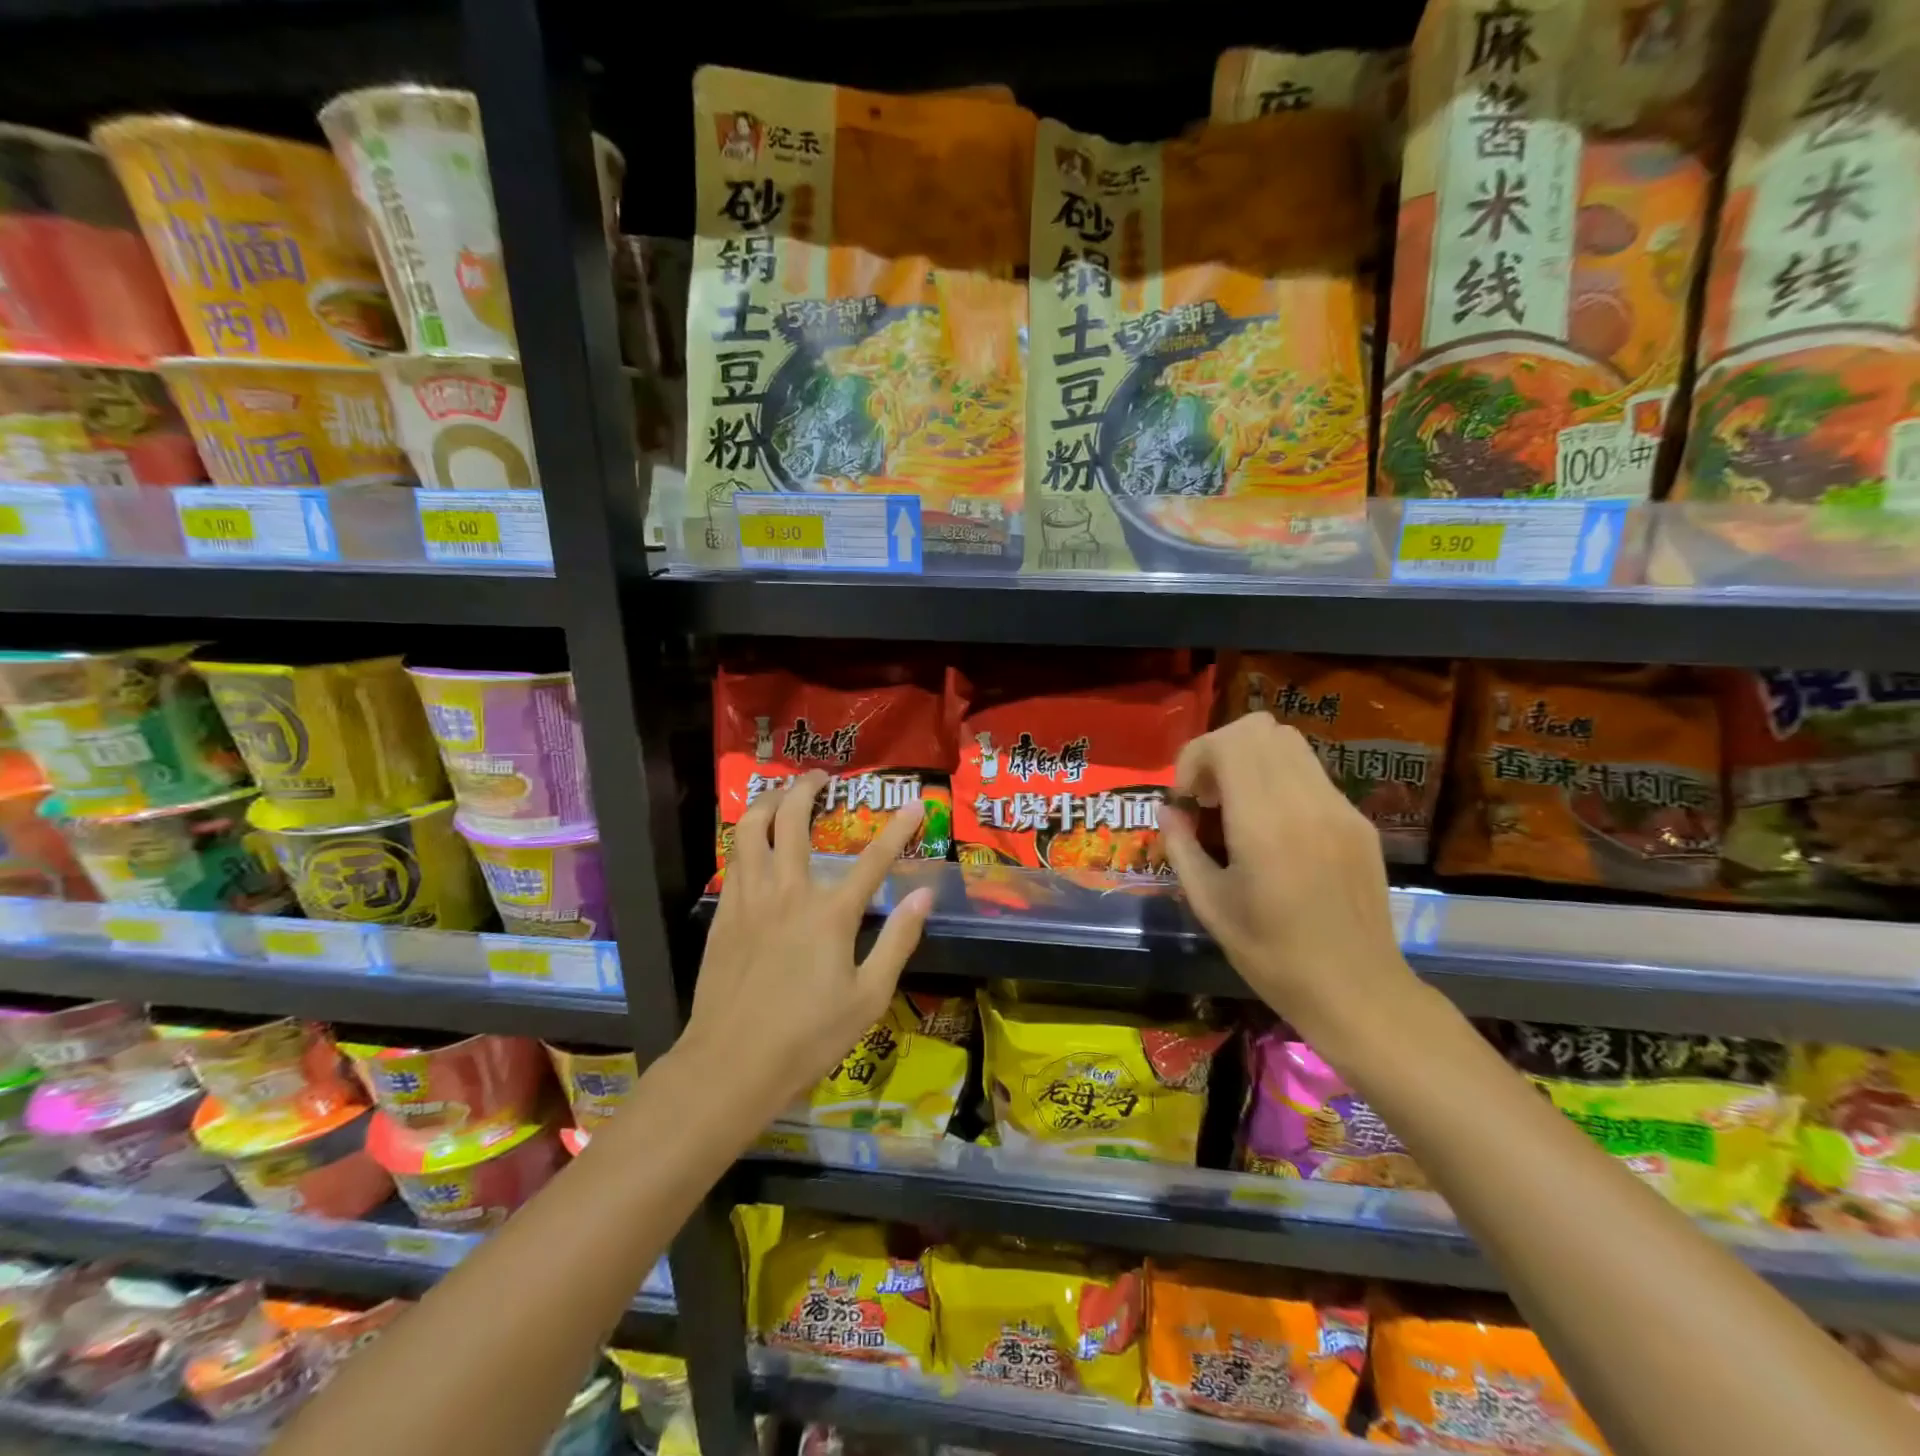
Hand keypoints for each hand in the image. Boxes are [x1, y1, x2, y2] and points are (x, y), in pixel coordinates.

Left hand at [682, 771, 932, 1117]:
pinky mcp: (724, 913)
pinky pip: (734, 859)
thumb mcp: (868, 997)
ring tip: (782, 791)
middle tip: (822, 778)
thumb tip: (924, 896)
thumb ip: (898, 941)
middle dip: (808, 789)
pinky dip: (746, 837)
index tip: (915, 804)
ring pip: (751, 829)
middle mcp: (788, 892)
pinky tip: (754, 839)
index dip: (899, 829)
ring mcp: (750, 899)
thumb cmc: (808, 1037)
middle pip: (794, 822)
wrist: (731, 1064)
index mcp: (830, 914)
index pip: (874, 859)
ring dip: (769, 801)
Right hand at [1160, 714, 1420, 1045]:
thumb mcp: (1209, 905)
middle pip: (1261, 729)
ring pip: (1290, 743)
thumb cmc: (1272, 956)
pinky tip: (1274, 828)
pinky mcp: (1359, 822)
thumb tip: (1168, 810)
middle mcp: (1306, 803)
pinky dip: (1281, 780)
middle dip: (1222, 750)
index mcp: (1264, 824)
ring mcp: (1340, 809)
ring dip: (1252, 760)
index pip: (1229, 742)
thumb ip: (1181, 847)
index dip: (1196, 756)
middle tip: (1209, 796)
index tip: (1187, 797)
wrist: (1357, 991)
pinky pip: (1312, 774)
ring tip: (1238, 807)